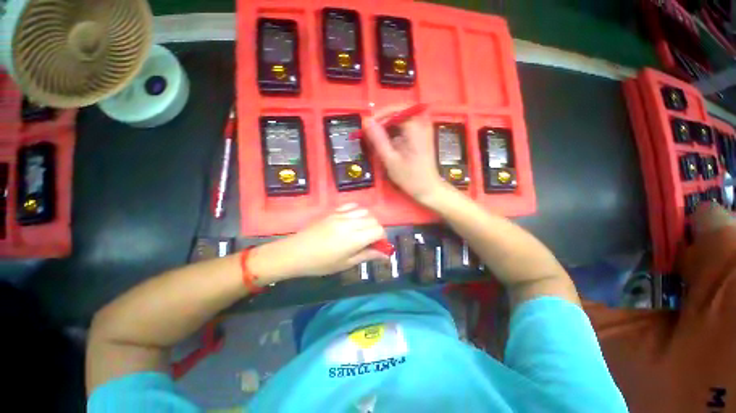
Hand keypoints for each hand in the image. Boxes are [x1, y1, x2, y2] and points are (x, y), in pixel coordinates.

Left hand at [249, 204, 388, 279]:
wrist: (296, 252)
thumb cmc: (321, 263)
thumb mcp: (346, 263)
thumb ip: (367, 255)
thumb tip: (385, 255)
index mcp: (355, 238)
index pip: (379, 230)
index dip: (382, 238)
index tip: (378, 246)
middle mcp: (351, 223)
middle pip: (374, 219)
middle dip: (376, 229)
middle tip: (369, 240)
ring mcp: (341, 215)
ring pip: (365, 211)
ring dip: (368, 220)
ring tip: (361, 230)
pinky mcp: (334, 211)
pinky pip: (352, 205)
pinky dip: (357, 211)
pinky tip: (353, 219)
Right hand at [363, 105, 446, 204]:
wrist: (428, 189)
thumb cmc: (410, 177)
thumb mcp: (390, 160)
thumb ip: (378, 139)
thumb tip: (366, 121)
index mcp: (415, 128)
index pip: (396, 110)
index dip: (380, 115)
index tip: (368, 126)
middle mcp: (422, 124)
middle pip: (399, 112)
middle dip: (383, 121)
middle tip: (371, 133)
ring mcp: (423, 130)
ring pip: (402, 120)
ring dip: (388, 127)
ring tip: (377, 140)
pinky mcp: (422, 136)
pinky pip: (406, 128)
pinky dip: (395, 133)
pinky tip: (388, 144)